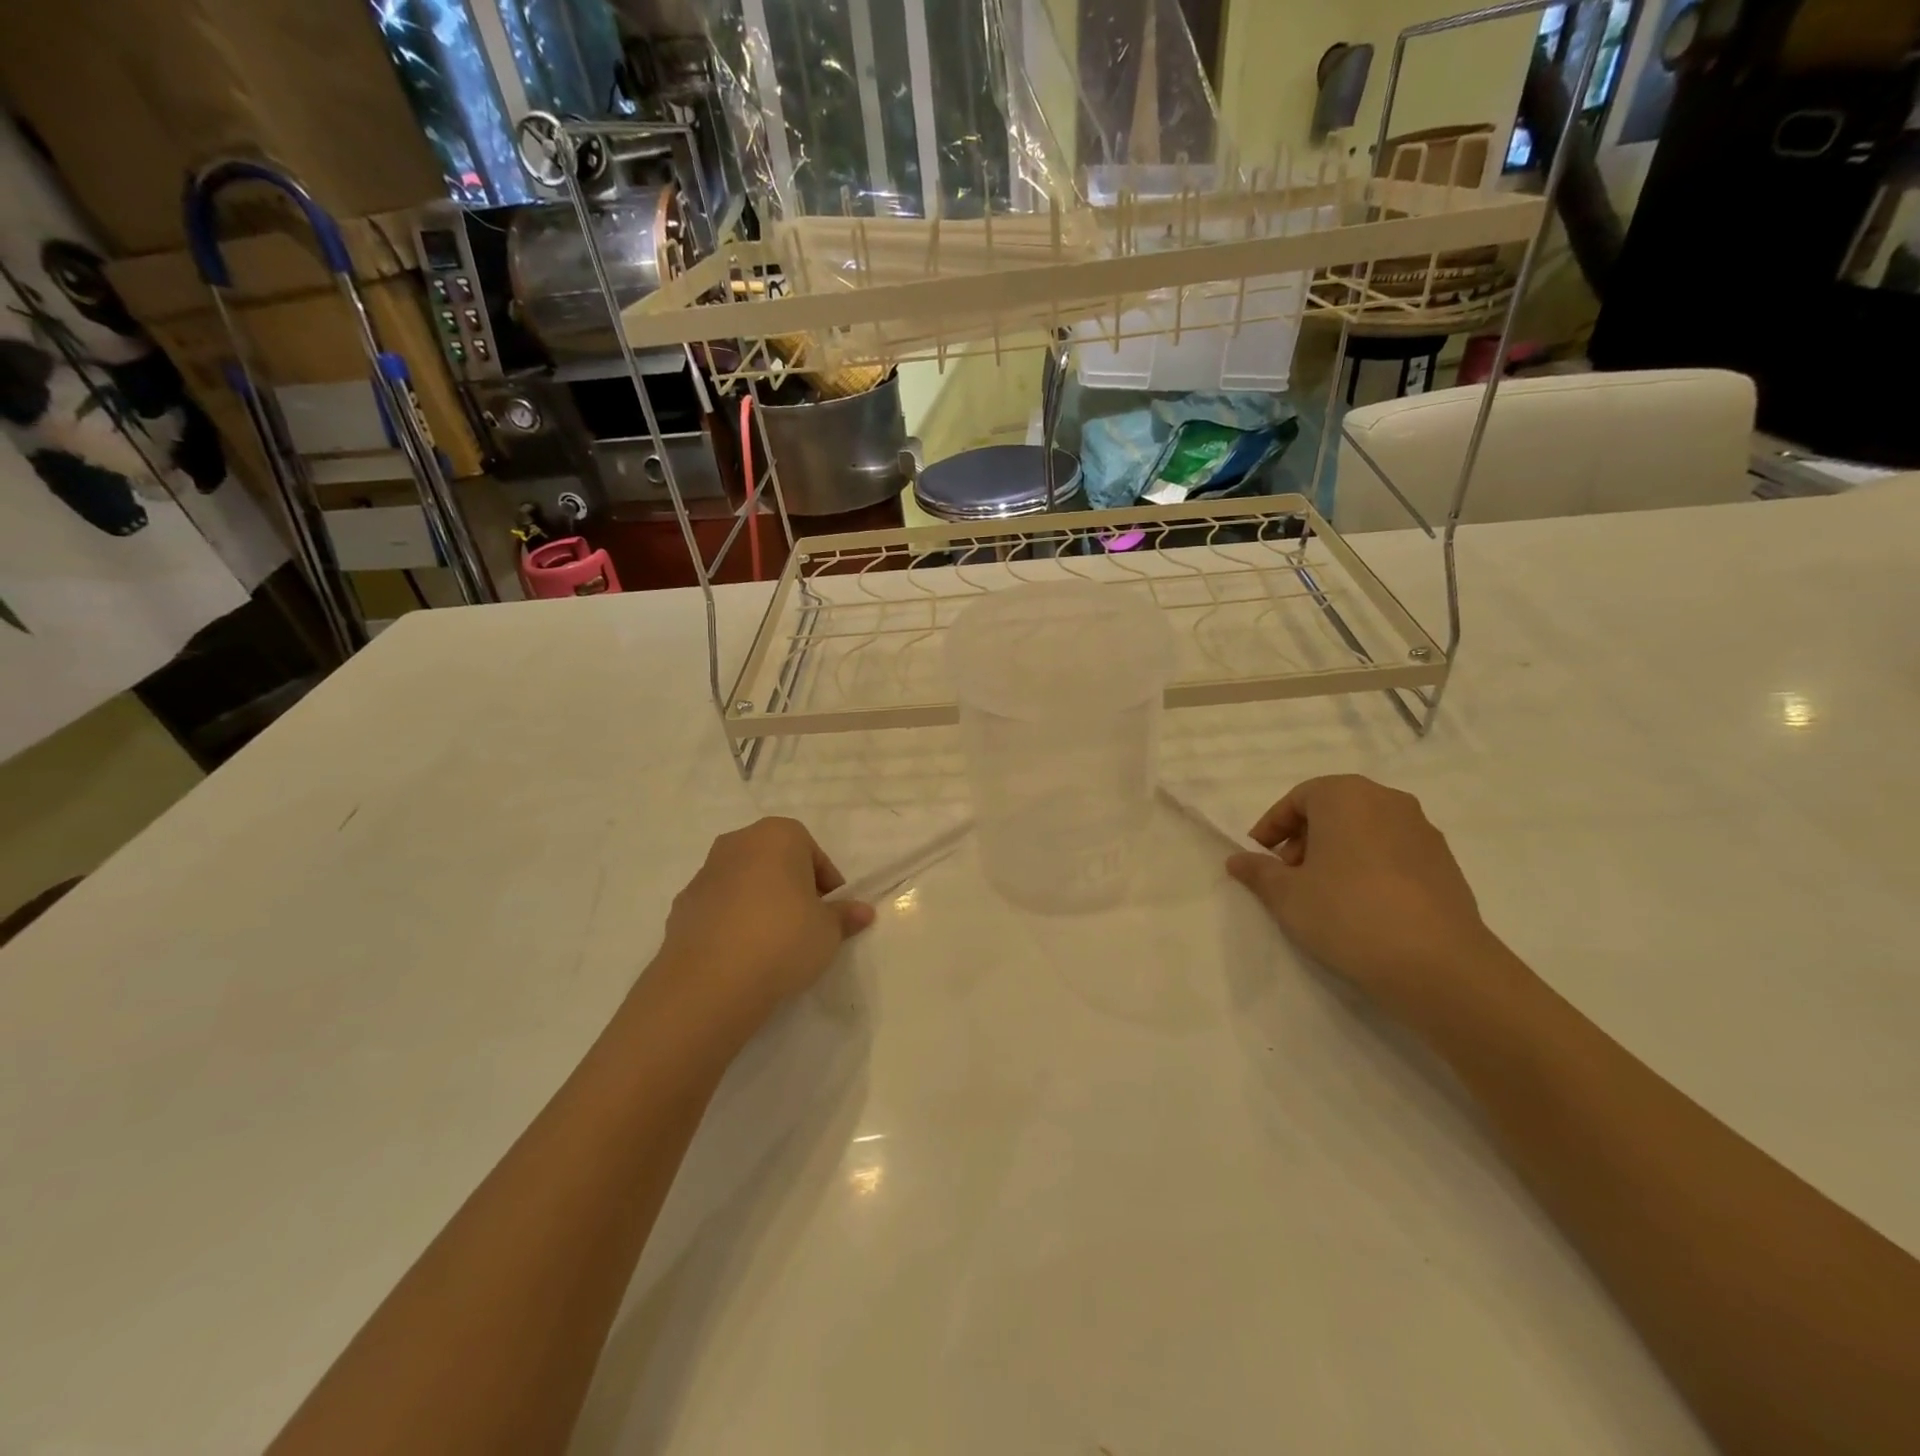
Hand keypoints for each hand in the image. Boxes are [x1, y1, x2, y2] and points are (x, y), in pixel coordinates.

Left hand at [652, 818, 874, 1038]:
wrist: (710, 982)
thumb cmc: (783, 939)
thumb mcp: (828, 931)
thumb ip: (845, 916)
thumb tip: (863, 912)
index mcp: (777, 835)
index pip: (812, 853)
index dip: (826, 884)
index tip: (831, 913)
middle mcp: (738, 843)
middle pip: (775, 862)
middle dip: (791, 888)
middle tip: (805, 924)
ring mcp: (704, 873)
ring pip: (744, 883)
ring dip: (759, 903)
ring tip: (772, 944)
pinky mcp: (682, 906)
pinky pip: (718, 908)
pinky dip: (732, 922)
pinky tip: (742, 954)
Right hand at [1226, 775, 1510, 1024]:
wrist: (1438, 964)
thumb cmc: (1347, 913)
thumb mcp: (1286, 895)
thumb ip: (1258, 872)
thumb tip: (1238, 860)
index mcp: (1346, 796)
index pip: (1298, 798)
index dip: (1272, 827)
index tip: (1259, 857)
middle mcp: (1387, 801)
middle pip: (1334, 810)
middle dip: (1305, 839)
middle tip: (1288, 876)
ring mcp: (1423, 831)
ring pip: (1365, 831)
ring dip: (1338, 853)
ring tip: (1323, 894)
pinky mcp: (1445, 863)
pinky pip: (1393, 853)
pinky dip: (1370, 867)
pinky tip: (1362, 906)